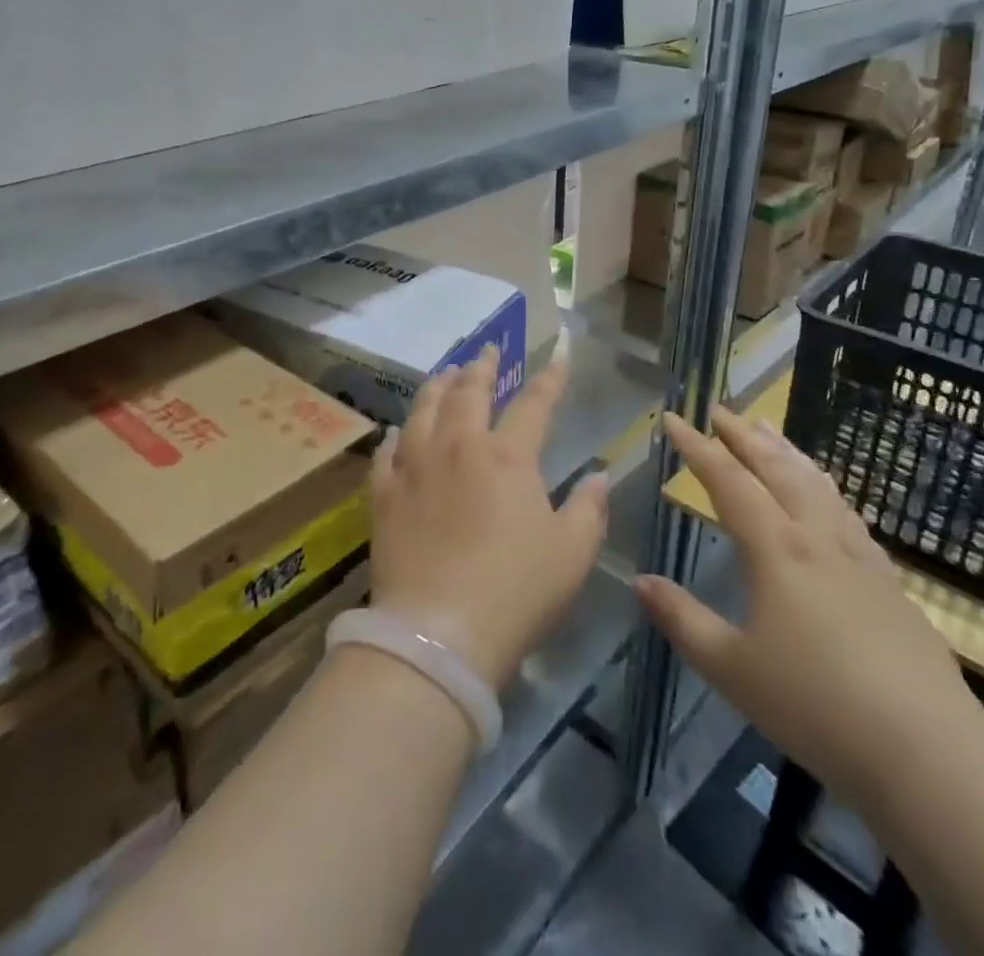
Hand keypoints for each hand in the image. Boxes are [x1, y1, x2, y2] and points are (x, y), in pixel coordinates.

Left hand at [369, 347, 608, 690]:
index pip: (534, 404)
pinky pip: (388, 451)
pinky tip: (399, 431)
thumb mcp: (572, 553)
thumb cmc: (516, 591)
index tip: (559, 358)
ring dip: (438, 385)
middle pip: (468, 392)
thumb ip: (589, 508)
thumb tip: (599, 475)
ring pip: (424, 409)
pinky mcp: (384, 493)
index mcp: (507, 456)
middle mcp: (458, 446)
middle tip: (488, 350)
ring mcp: (415, 466)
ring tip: (445, 373)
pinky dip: (397, 435)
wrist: (438, 633)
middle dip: (482, 366)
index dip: (550, 379)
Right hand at [637, 407, 980, 810]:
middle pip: (777, 470)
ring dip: (787, 453)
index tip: (673, 418)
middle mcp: (817, 538)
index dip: (697, 447)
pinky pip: (848, 515)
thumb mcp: (731, 668)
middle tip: (721, 411)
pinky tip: (827, 497)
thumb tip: (640, 580)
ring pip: (818, 486)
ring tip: (769, 431)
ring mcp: (860, 558)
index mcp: (776, 549)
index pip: (728, 481)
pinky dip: (826, 489)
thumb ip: (682, 619)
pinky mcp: (890, 584)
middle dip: (744, 437)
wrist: (928, 753)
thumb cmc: (816, 706)